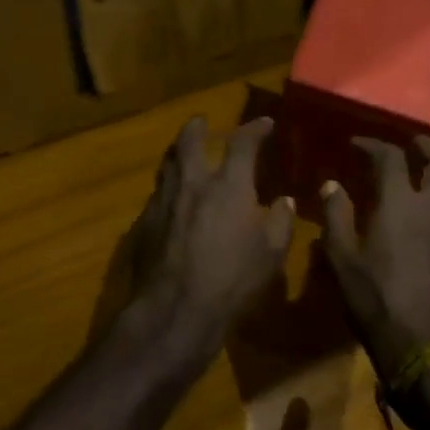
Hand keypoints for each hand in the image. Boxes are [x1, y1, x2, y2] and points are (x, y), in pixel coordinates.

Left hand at [113, 116, 295, 365]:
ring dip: (177, 152)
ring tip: (183, 151)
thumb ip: (280, 222)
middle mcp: (193, 183)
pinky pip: (157, 193)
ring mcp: (164, 200)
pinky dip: (167, 186)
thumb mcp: (271, 254)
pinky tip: (171, 198)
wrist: (175, 309)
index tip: (264, 123)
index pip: (242, 143)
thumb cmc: (232, 279)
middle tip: (201, 121)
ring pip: (167, 163)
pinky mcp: (145, 222)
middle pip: (190, 140)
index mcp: (228, 185)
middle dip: (197, 126)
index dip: (254, 129)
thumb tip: (284, 201)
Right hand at [320, 136, 429, 380]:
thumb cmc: (375, 300)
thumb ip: (336, 216)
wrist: (423, 347)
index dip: (373, 145)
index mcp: (400, 203)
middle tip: (414, 143)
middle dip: (428, 147)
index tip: (358, 144)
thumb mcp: (343, 259)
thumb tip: (332, 184)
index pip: (390, 158)